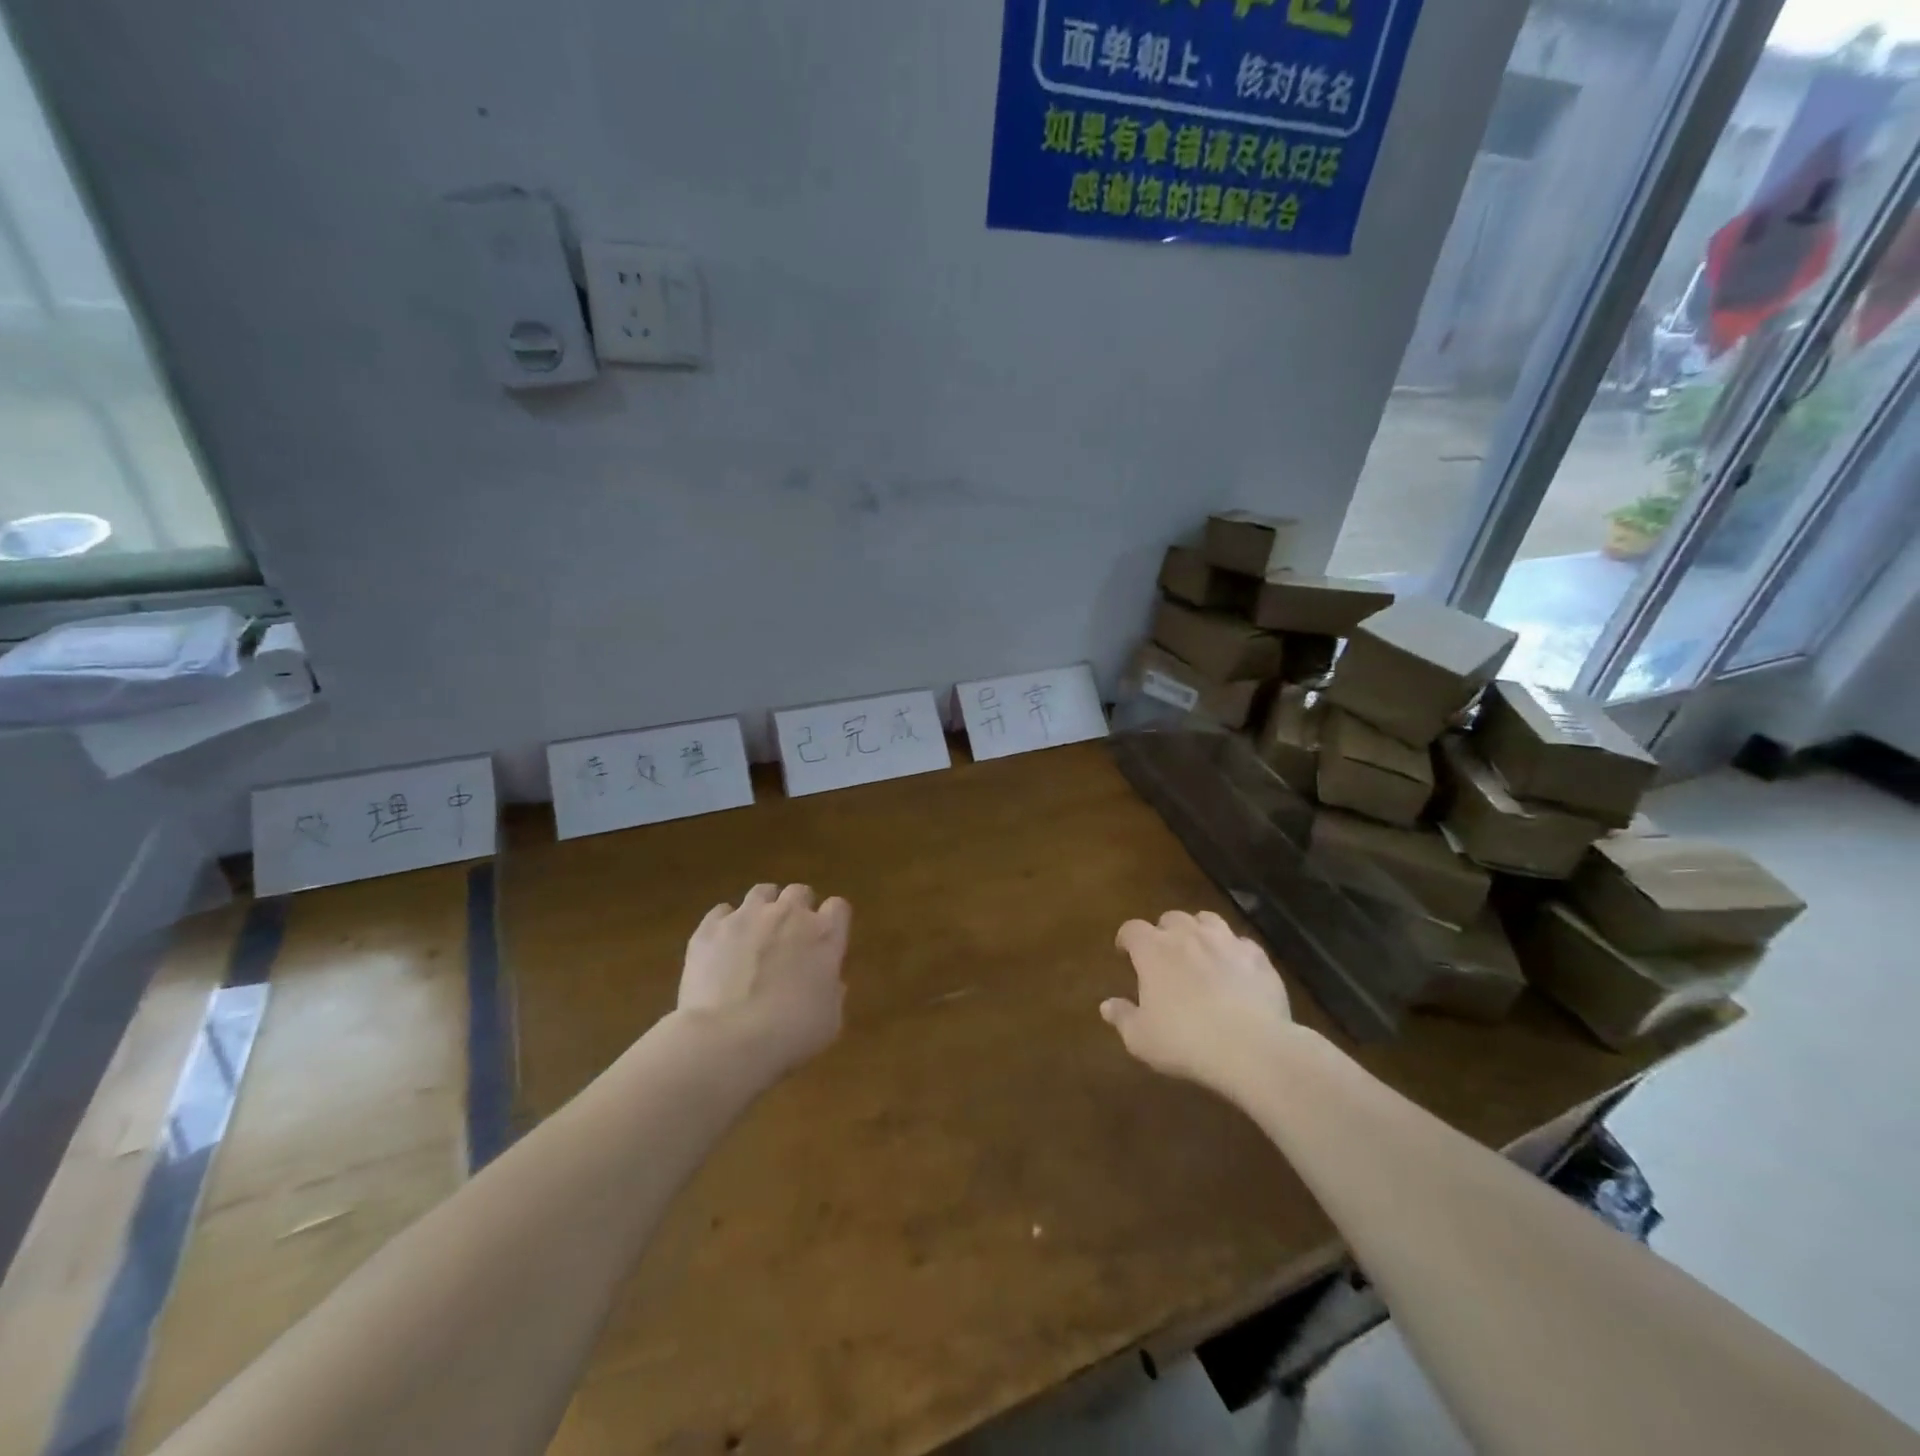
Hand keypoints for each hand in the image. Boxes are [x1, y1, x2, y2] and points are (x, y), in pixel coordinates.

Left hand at [679, 884, 851, 1075]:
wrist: (727, 1039)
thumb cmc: (789, 1034)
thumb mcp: (829, 1021)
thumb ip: (832, 992)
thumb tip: (829, 981)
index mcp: (824, 935)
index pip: (838, 908)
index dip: (833, 922)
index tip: (826, 941)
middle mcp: (788, 914)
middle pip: (800, 892)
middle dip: (798, 909)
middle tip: (791, 937)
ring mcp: (746, 916)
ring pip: (761, 892)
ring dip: (764, 907)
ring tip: (756, 932)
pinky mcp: (710, 928)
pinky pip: (721, 912)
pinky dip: (725, 924)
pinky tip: (722, 946)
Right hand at [1102, 910, 1295, 1095]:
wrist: (1250, 1047)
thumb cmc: (1185, 1041)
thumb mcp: (1141, 1038)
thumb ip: (1122, 1017)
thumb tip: (1106, 1005)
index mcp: (1153, 950)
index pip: (1132, 929)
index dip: (1127, 938)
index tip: (1125, 952)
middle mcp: (1188, 935)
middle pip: (1171, 918)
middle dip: (1165, 931)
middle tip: (1165, 954)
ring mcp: (1226, 941)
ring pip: (1208, 920)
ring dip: (1200, 931)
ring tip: (1200, 951)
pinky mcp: (1258, 957)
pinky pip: (1242, 943)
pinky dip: (1234, 952)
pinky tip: (1236, 970)